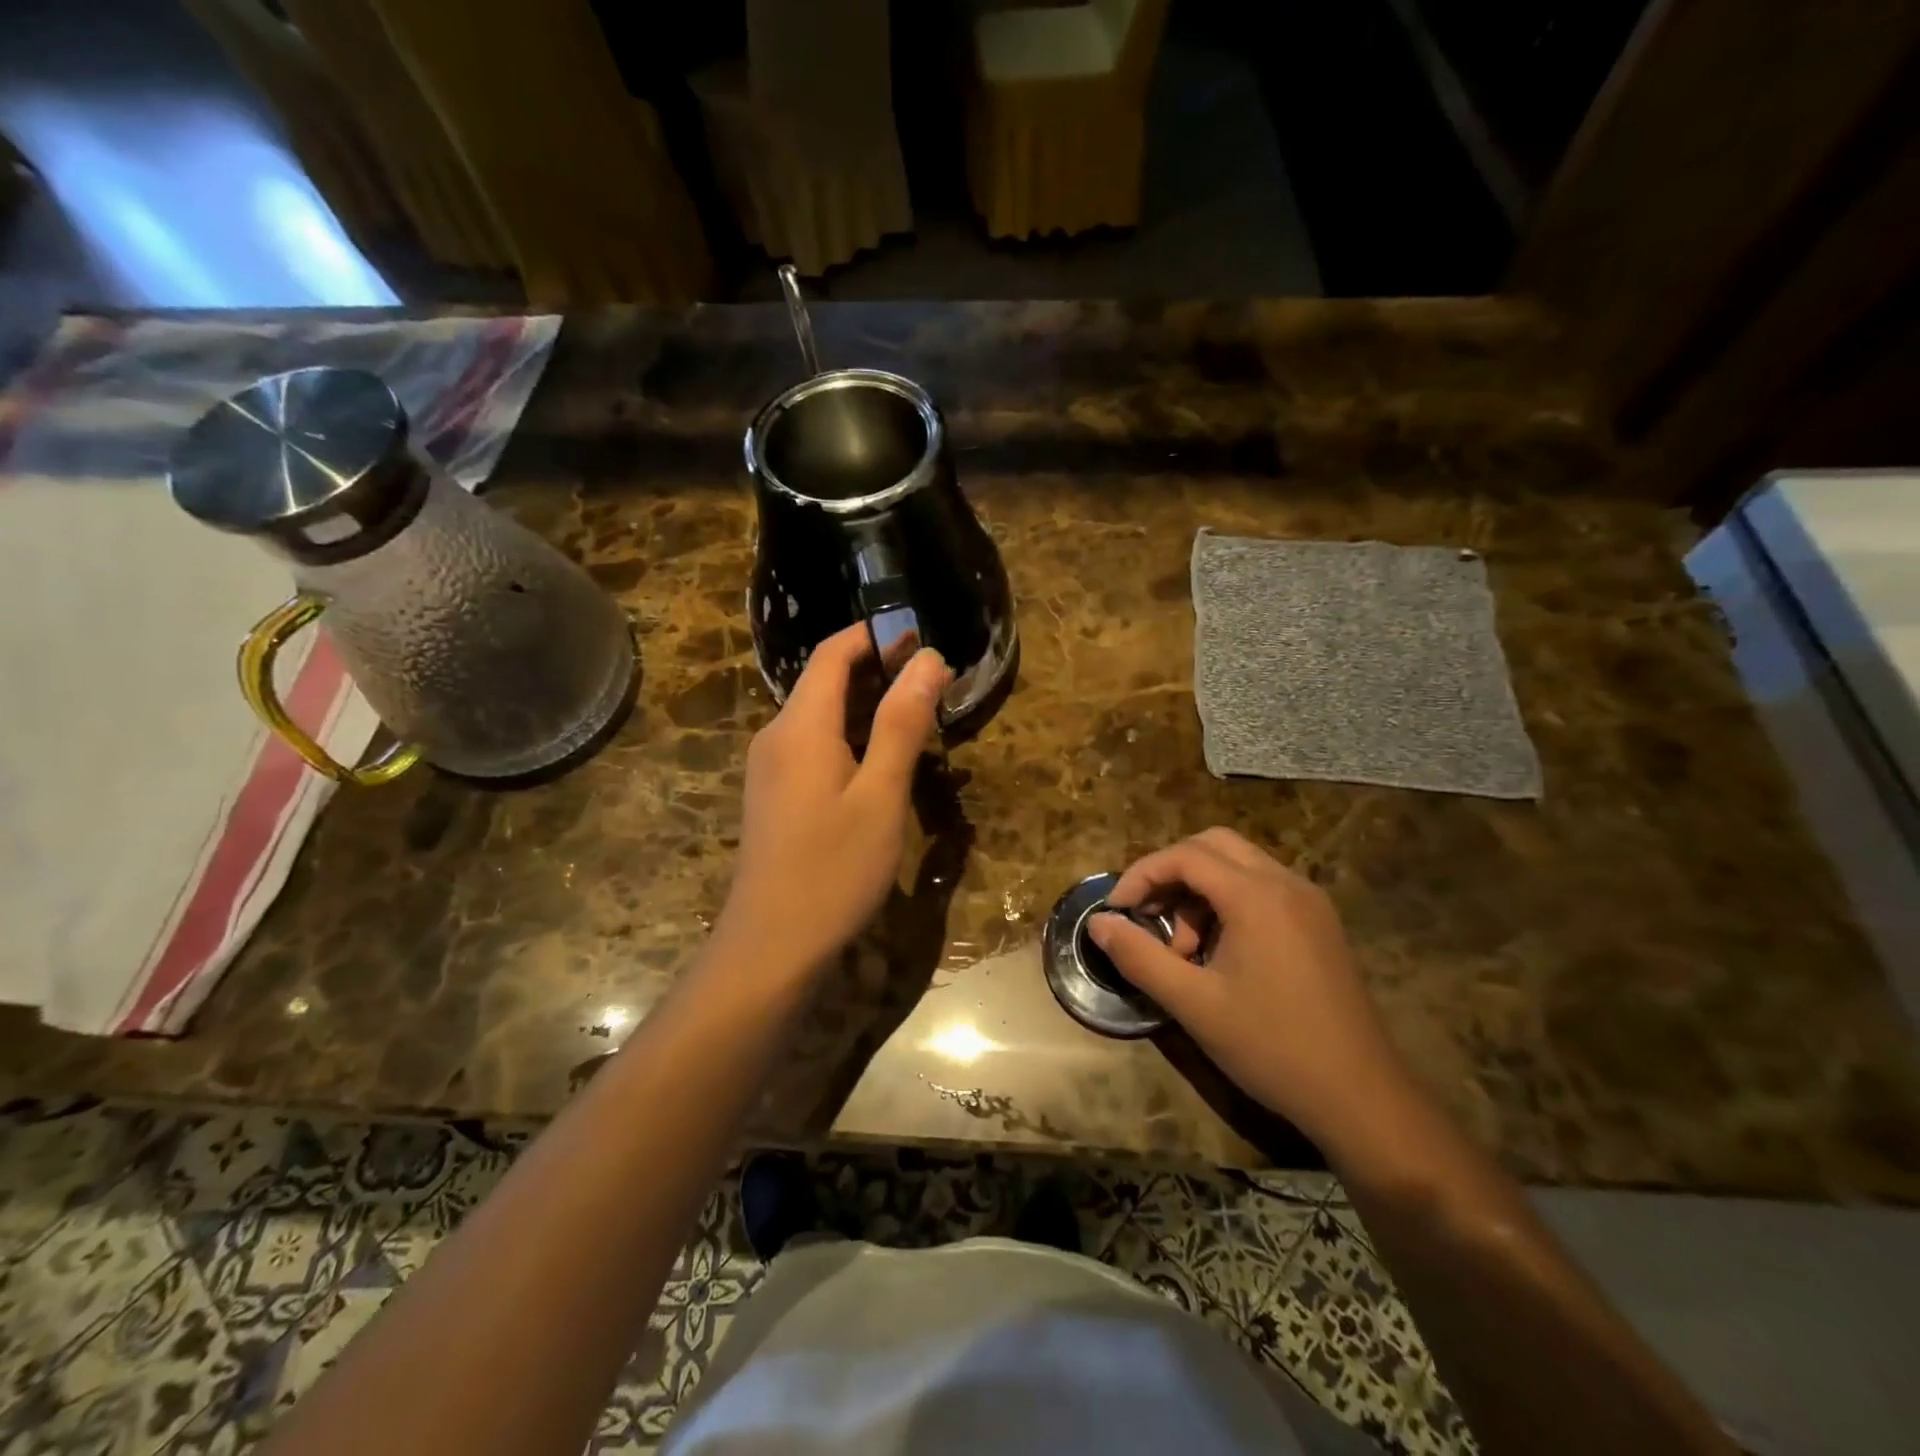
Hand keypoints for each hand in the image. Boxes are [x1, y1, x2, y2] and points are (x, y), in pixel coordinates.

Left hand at [716, 625, 949, 978]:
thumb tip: (928, 658)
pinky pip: (813, 746)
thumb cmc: (833, 869)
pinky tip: (881, 761)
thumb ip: (902, 724)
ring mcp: (770, 768)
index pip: (832, 654)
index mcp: (799, 726)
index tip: (920, 634)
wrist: (770, 947)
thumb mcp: (880, 795)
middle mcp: (776, 737)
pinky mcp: (774, 796)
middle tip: (932, 679)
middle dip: (876, 668)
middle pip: (824, 681)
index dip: (874, 635)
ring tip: (917, 715)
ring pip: (820, 716)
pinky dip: (850, 737)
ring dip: (866, 705)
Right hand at [1089, 828, 1415, 1150]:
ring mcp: (1309, 903)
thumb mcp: (1193, 1004)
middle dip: (1171, 873)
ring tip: (1184, 950)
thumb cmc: (1272, 1047)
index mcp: (1257, 896)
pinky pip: (1263, 889)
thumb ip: (1139, 956)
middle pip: (1214, 845)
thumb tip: (1097, 923)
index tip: (1117, 910)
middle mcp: (1286, 884)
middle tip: (1147, 915)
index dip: (1142, 875)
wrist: (1362, 1097)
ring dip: (1199, 891)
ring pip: (1239, 866)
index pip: (1186, 856)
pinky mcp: (1319, 924)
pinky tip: (1219, 953)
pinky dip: (1228, 903)